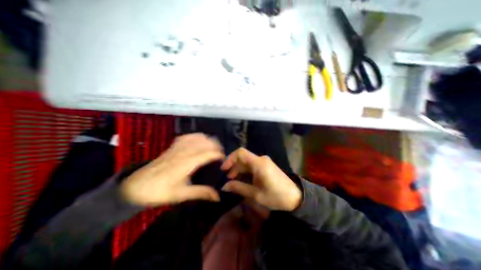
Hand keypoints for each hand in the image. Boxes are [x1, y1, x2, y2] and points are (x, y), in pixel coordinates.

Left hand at [121, 133, 224, 205]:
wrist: (136, 187)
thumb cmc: (160, 192)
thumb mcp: (182, 195)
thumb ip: (201, 193)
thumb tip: (218, 197)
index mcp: (187, 163)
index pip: (208, 153)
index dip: (218, 154)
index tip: (224, 159)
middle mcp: (184, 152)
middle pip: (204, 142)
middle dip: (216, 146)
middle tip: (220, 154)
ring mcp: (177, 147)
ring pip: (197, 138)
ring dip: (208, 140)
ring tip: (213, 147)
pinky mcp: (172, 146)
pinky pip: (187, 137)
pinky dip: (196, 137)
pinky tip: (199, 141)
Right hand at [221, 148, 299, 210]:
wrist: (295, 197)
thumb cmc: (276, 196)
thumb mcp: (256, 194)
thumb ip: (239, 188)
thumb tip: (224, 186)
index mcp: (259, 164)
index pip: (241, 153)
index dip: (230, 158)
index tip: (224, 169)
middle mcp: (261, 159)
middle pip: (243, 157)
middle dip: (233, 166)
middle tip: (228, 178)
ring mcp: (264, 161)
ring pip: (247, 161)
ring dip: (239, 169)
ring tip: (233, 179)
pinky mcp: (266, 165)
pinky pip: (252, 164)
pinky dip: (245, 170)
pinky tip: (242, 178)